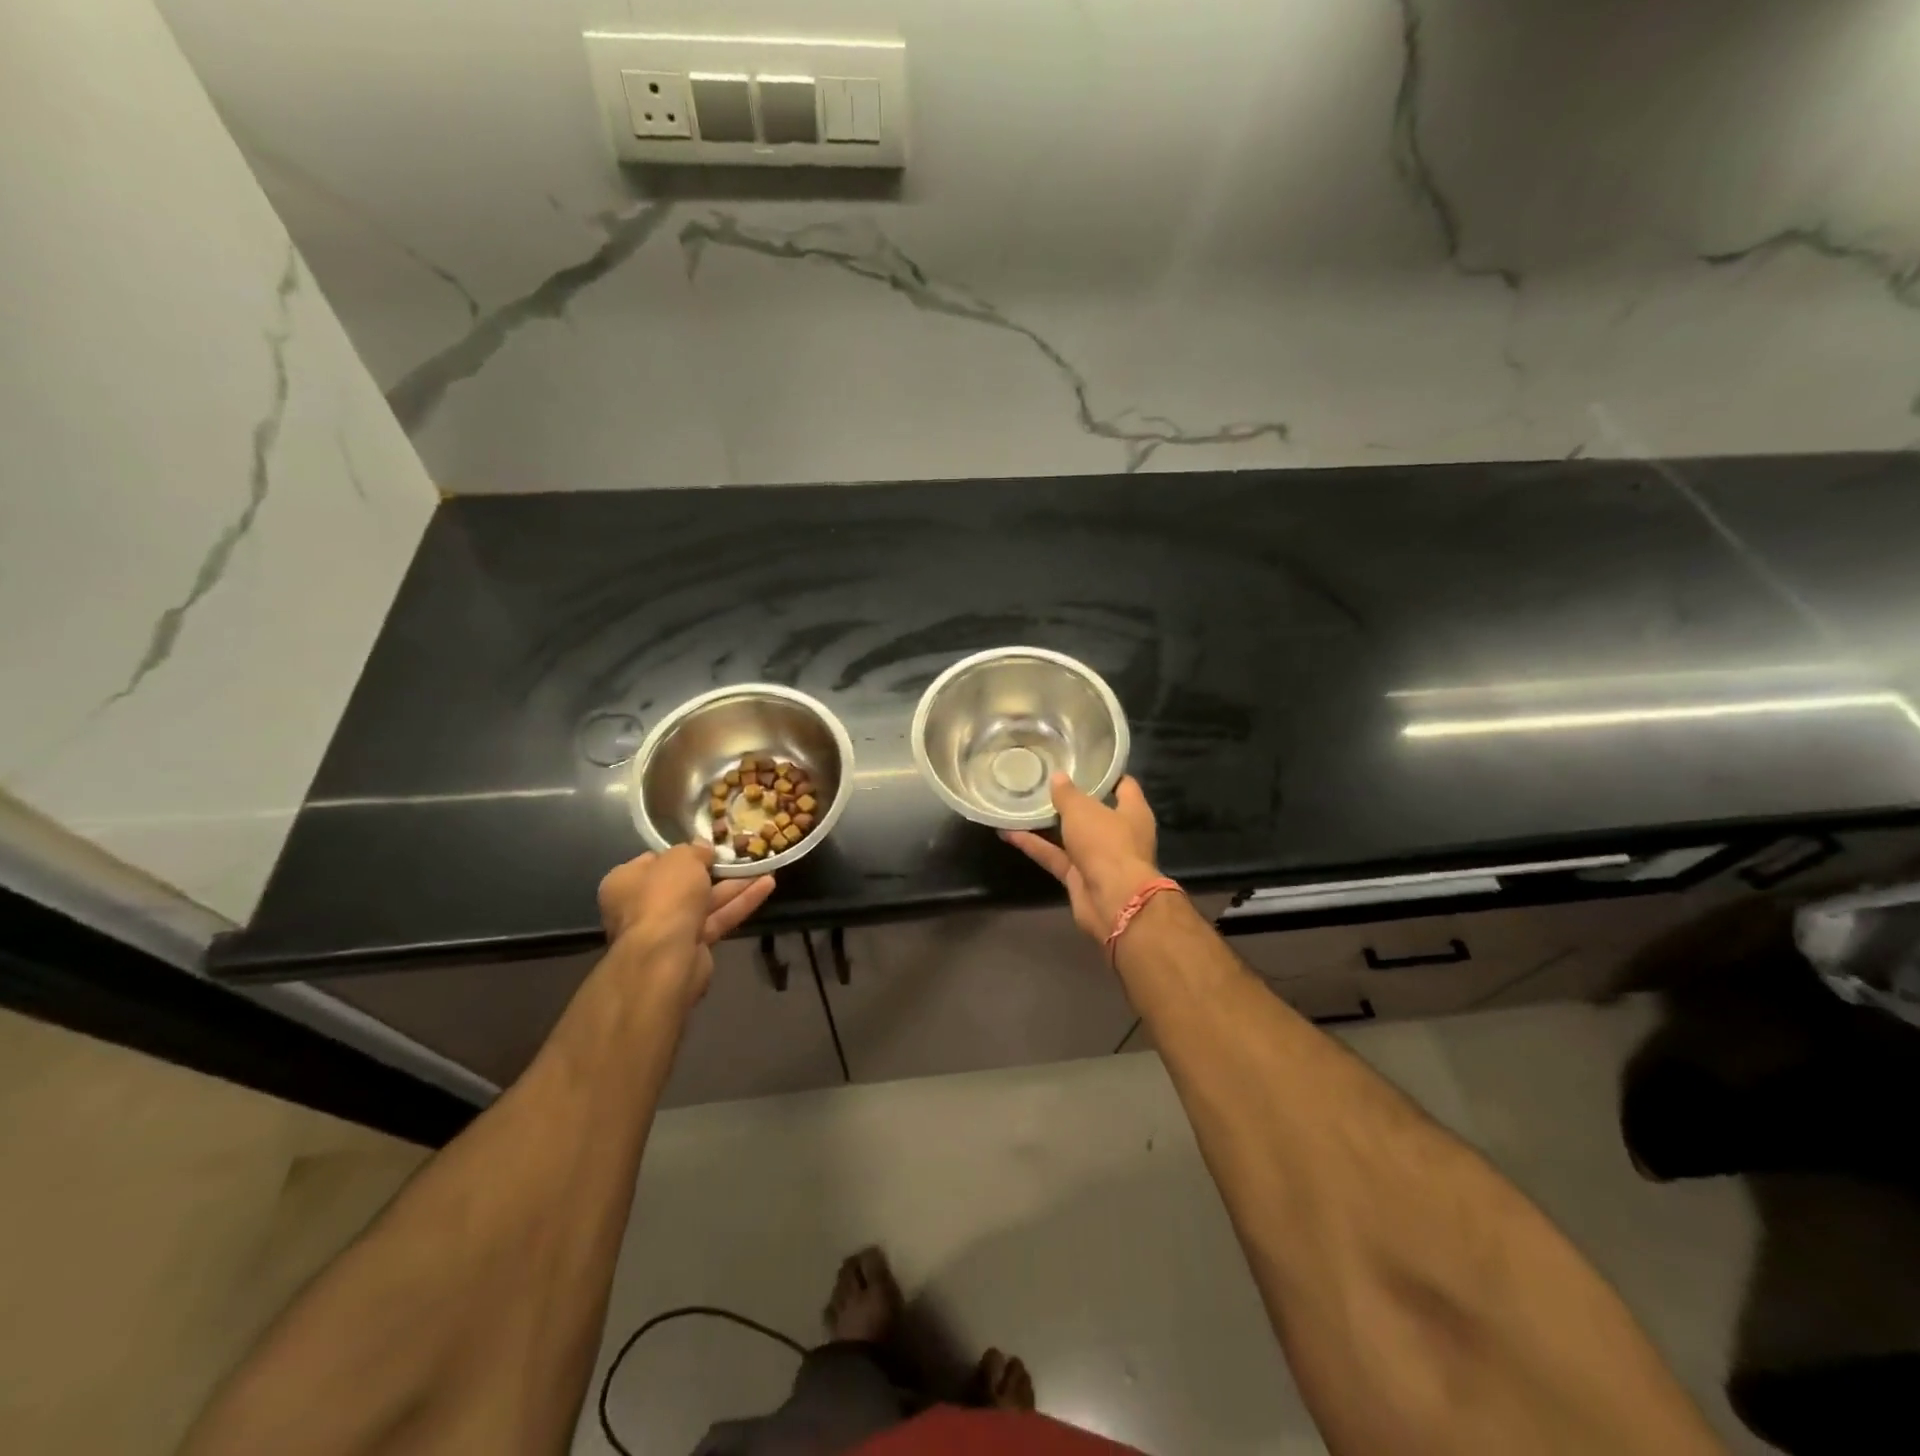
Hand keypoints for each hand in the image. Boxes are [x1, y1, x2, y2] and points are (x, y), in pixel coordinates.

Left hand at [597, 844, 775, 1000]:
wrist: (666, 955)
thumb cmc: (665, 896)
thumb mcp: (681, 858)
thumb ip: (694, 850)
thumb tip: (702, 848)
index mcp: (627, 882)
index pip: (656, 862)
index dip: (683, 852)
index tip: (708, 845)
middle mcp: (642, 906)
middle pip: (684, 883)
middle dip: (716, 870)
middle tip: (741, 855)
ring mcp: (668, 928)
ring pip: (706, 901)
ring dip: (736, 885)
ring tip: (766, 867)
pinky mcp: (692, 946)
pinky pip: (718, 918)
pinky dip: (740, 903)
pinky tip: (768, 886)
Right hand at [1002, 773, 1161, 943]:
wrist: (1112, 900)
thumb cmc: (1107, 843)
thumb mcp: (1083, 810)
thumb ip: (1067, 794)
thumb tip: (1058, 777)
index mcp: (1133, 812)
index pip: (1124, 786)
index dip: (1106, 774)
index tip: (1083, 762)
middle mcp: (1119, 834)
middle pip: (1094, 812)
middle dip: (1071, 799)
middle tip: (1045, 781)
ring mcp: (1099, 857)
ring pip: (1070, 836)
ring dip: (1047, 824)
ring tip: (1022, 803)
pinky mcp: (1079, 877)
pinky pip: (1054, 856)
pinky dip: (1034, 846)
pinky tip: (1009, 832)